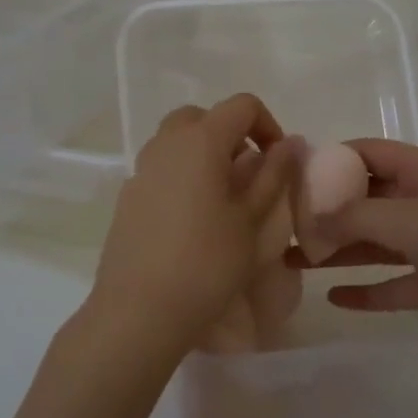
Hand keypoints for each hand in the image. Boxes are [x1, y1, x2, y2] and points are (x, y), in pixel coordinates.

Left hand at [88, 95, 296, 353]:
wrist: (140, 311)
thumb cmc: (208, 264)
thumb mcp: (252, 221)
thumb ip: (273, 175)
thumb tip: (289, 143)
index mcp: (200, 141)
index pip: (241, 105)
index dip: (268, 125)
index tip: (278, 163)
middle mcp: (165, 145)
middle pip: (202, 117)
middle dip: (231, 135)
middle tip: (248, 176)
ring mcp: (140, 171)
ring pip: (177, 142)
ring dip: (205, 156)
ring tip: (223, 200)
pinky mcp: (127, 198)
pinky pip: (161, 170)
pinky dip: (182, 177)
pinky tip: (192, 222)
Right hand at [300, 139, 417, 357]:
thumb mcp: (411, 218)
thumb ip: (356, 217)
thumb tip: (312, 218)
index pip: (367, 154)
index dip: (330, 161)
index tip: (290, 176)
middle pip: (365, 201)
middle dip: (326, 212)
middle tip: (281, 226)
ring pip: (374, 243)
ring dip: (337, 251)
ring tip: (291, 260)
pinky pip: (394, 284)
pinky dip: (367, 291)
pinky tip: (334, 298)